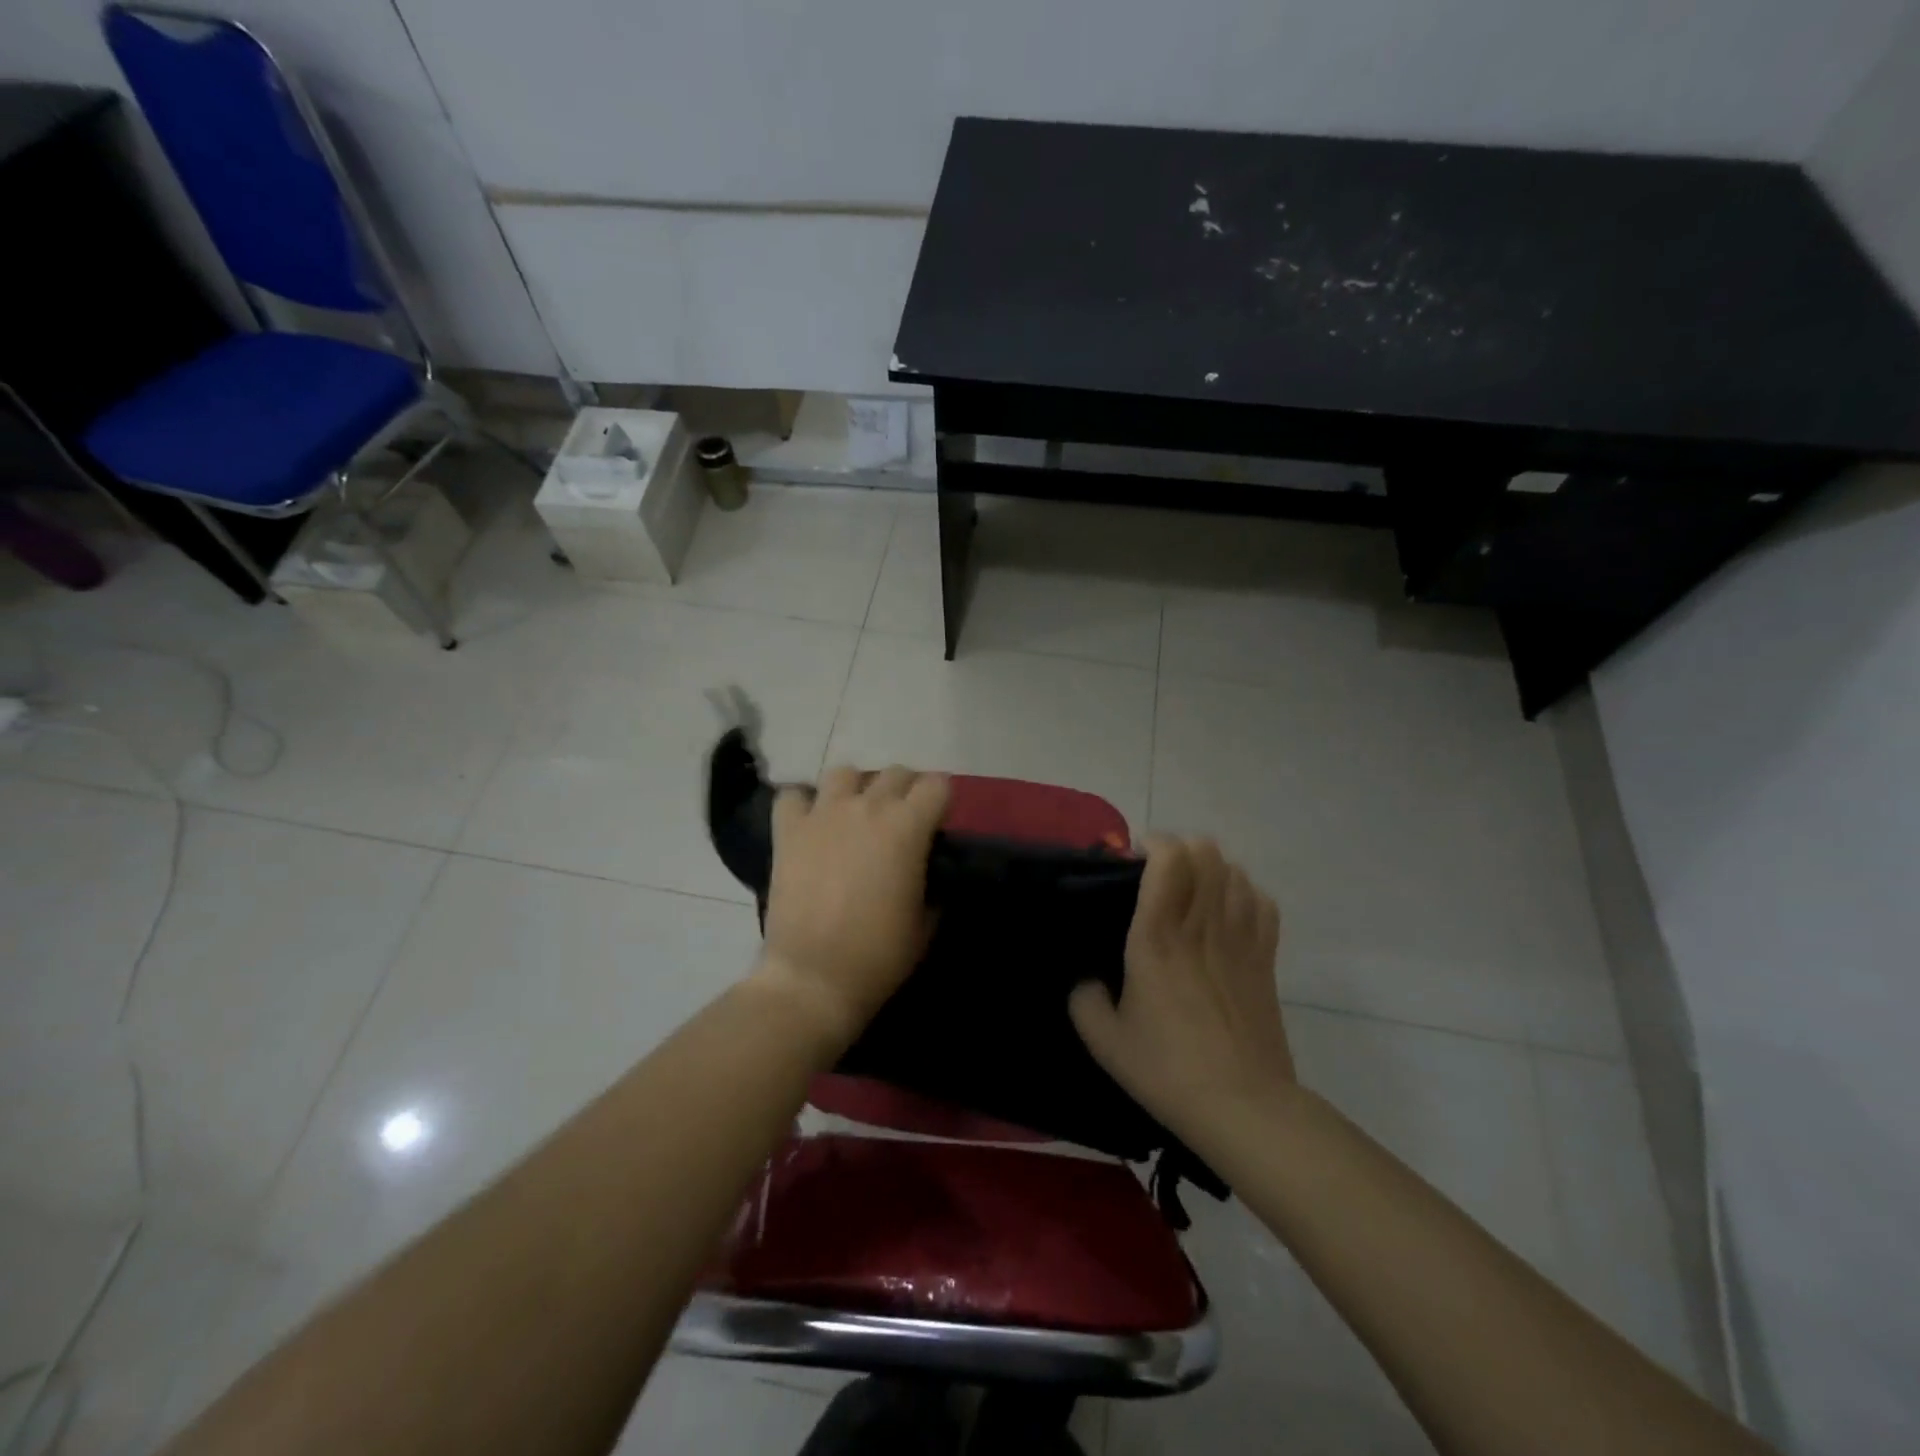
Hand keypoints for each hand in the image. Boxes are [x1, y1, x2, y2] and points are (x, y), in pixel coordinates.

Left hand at [755, 764, 949, 1049]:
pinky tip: (809, 824)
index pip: (938, 784)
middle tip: (901, 821)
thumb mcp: (926, 922)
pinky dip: (802, 805)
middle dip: (904, 791)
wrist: (814, 977)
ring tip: (853, 814)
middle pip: (895, 773)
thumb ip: (931, 884)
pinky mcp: (788, 831)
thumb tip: (926, 871)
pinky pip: (792, 796)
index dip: (941, 801)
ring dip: (854, 788)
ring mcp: (823, 814)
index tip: (937, 824)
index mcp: (908, 827)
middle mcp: (867, 807)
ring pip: (843, 772)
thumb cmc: (879, 955)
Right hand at [1069, 836, 1292, 1142]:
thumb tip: (1086, 979)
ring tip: (1192, 889)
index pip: (1169, 859)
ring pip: (1235, 871)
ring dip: (1211, 868)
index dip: (1153, 843)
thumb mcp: (1104, 1040)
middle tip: (1158, 871)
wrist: (1242, 1106)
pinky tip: (1229, 910)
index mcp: (1157, 937)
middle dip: (1180, 848)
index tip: (1132, 859)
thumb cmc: (1167, 1069)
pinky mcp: (1266, 959)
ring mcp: (1240, 939)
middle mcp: (1200, 925)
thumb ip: (1083, 998)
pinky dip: (1244, 893)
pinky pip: (1262, 902)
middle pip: (1206, 852)